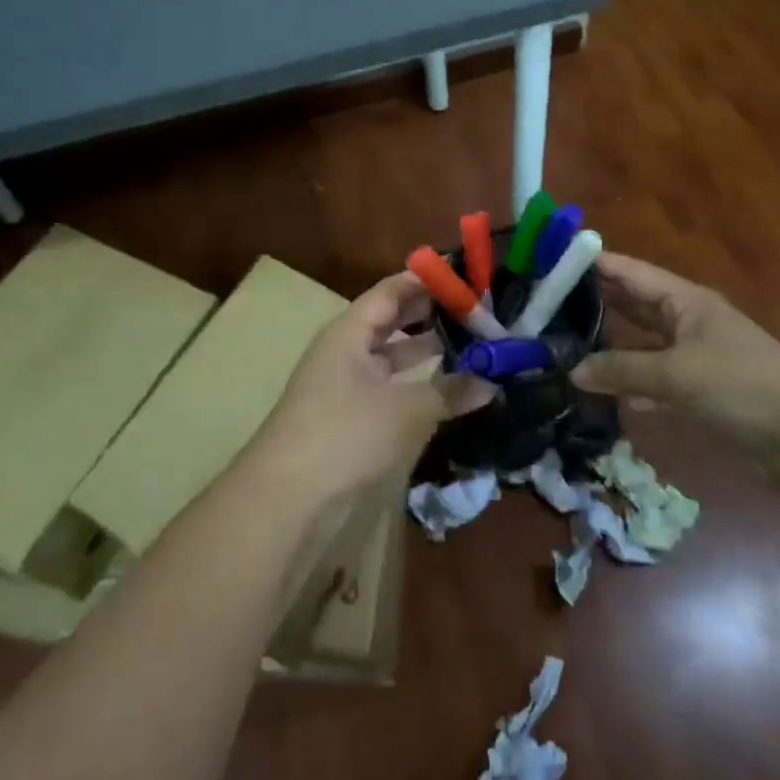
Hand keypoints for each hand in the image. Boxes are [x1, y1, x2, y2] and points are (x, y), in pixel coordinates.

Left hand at [249, 272, 496, 504]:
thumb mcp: (405, 410)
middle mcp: (347, 353)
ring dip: (427, 352)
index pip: (391, 291)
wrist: (287, 504)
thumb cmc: (346, 435)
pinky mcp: (352, 423)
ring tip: (471, 346)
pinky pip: (392, 391)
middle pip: (392, 322)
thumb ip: (449, 390)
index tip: (465, 275)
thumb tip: (491, 380)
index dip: (425, 280)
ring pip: (393, 359)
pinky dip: (419, 387)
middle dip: (431, 315)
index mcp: (350, 333)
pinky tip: (450, 391)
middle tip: (476, 310)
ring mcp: (347, 389)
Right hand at [571, 253, 779, 454]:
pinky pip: (656, 376)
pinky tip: (606, 391)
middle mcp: (687, 319)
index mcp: (684, 300)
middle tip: (547, 303)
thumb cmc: (739, 386)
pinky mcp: (702, 388)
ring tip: (565, 342)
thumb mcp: (675, 374)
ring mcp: (696, 354)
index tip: (551, 262)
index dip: (593, 264)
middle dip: (595, 302)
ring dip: (610, 343)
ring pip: (642, 341)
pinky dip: (632, 380)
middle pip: (634, 303)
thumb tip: (573, 371)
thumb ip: (622, 370)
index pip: (629, 272)